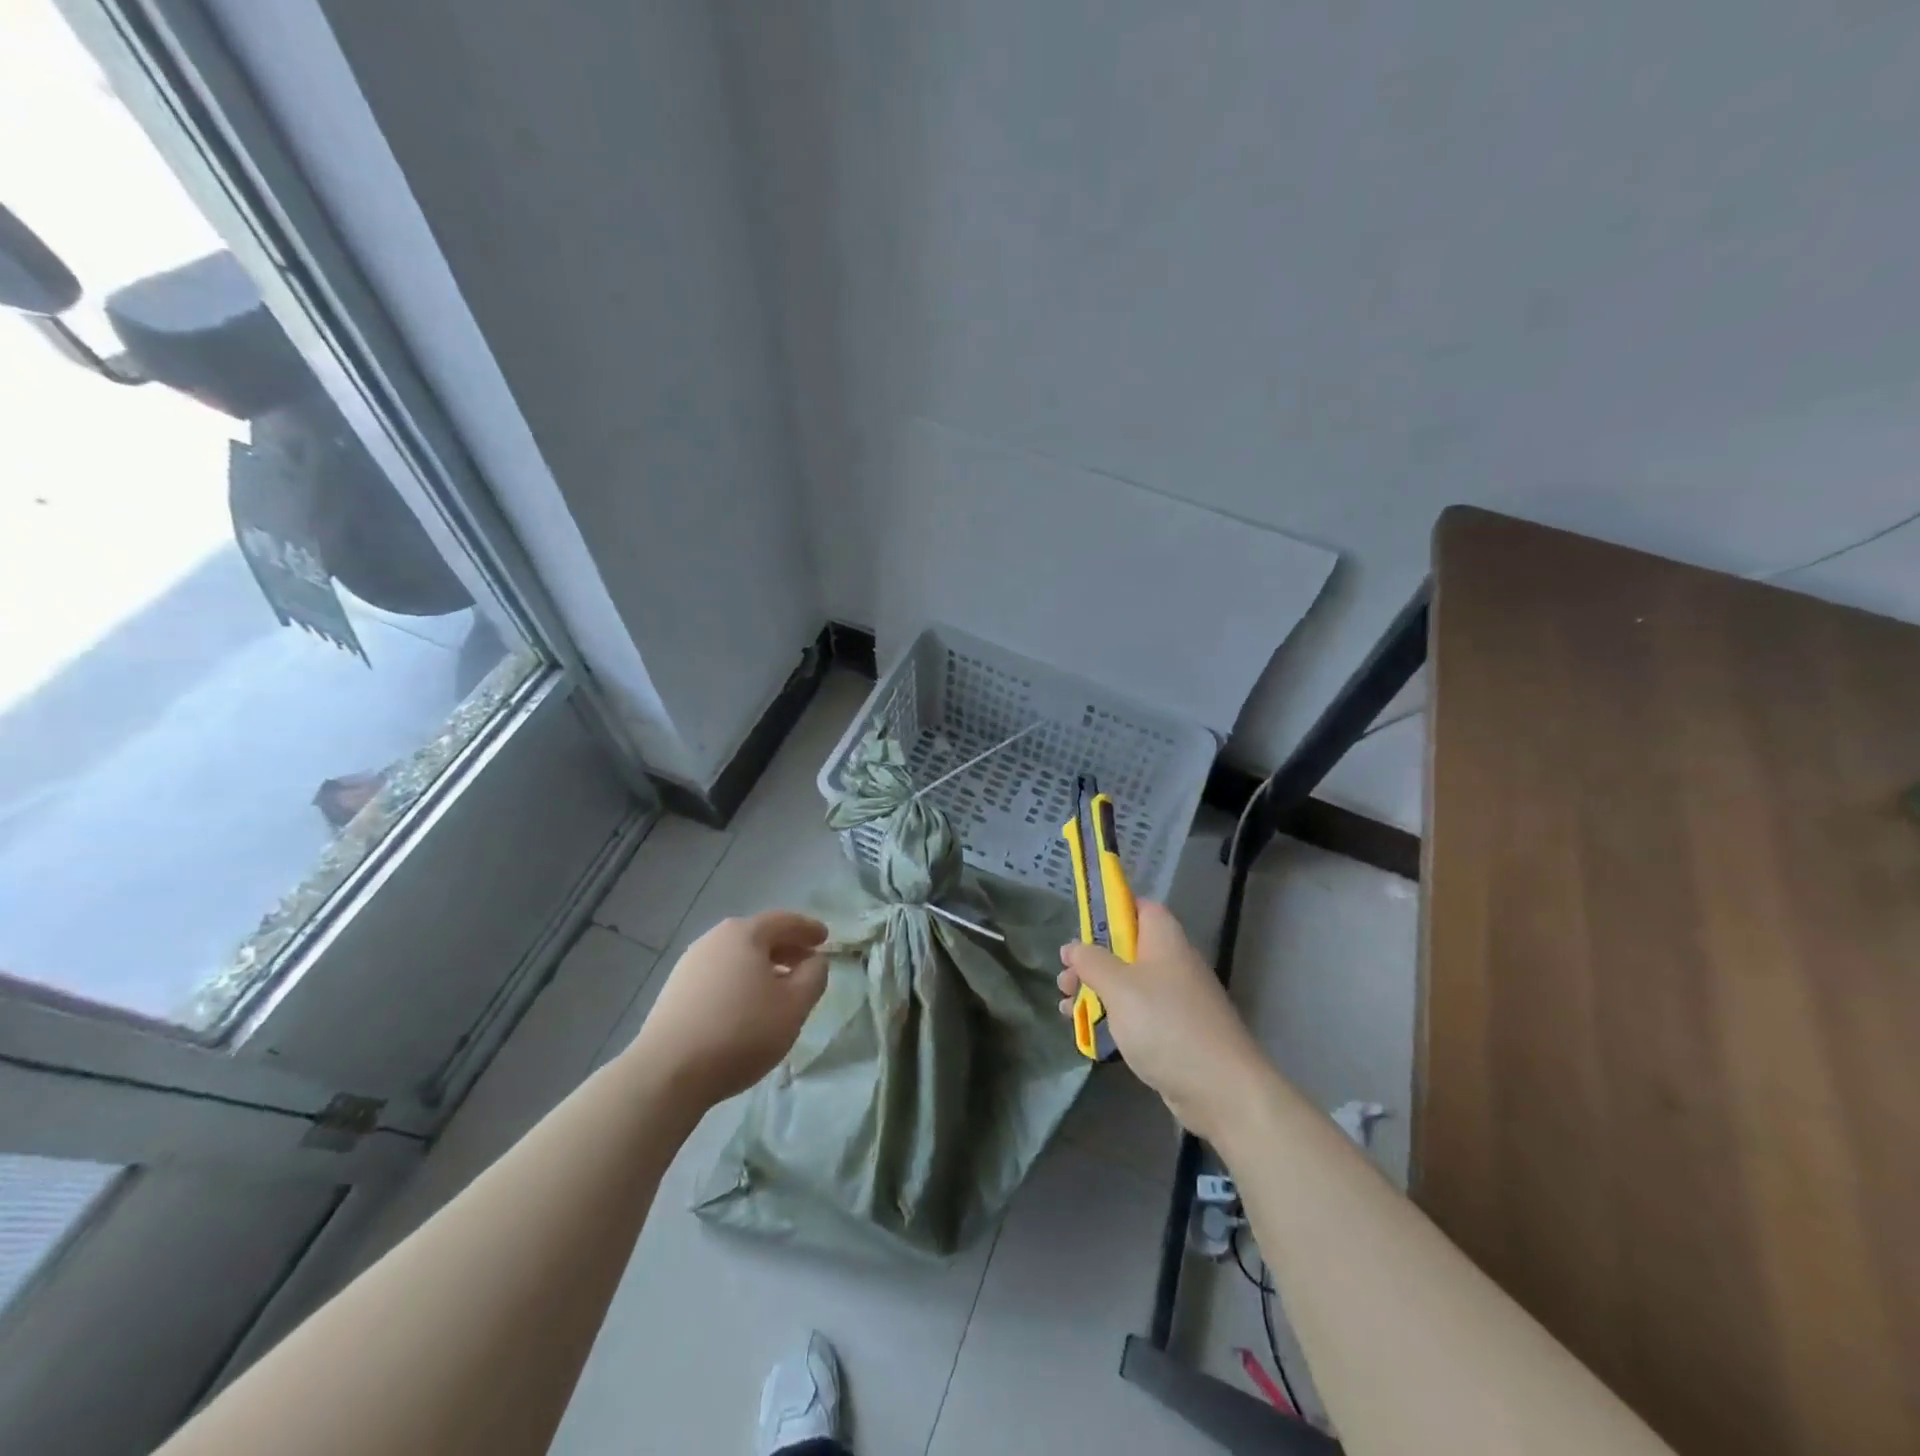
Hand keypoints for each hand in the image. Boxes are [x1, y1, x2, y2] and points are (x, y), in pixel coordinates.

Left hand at [633, 910, 828, 1108]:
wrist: (667, 1072)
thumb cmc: (742, 1031)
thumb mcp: (795, 1005)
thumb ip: (814, 976)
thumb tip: (814, 961)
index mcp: (745, 933)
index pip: (785, 921)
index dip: (808, 929)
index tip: (825, 938)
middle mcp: (714, 939)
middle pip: (758, 936)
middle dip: (786, 947)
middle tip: (807, 962)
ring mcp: (689, 964)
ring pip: (737, 956)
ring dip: (762, 966)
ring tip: (779, 988)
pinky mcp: (675, 991)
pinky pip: (719, 975)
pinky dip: (740, 981)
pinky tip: (746, 1006)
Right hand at [1057, 901, 1270, 1141]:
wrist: (1221, 1089)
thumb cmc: (1166, 1024)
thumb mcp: (1118, 986)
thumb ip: (1091, 961)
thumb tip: (1073, 946)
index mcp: (1164, 940)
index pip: (1139, 907)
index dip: (1110, 910)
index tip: (1081, 927)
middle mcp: (1172, 963)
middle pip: (1126, 948)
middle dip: (1092, 960)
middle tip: (1065, 979)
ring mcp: (1175, 999)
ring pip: (1127, 984)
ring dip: (1095, 992)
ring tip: (1065, 1008)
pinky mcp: (1174, 1031)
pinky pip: (1137, 1014)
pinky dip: (1112, 1018)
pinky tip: (1087, 1031)